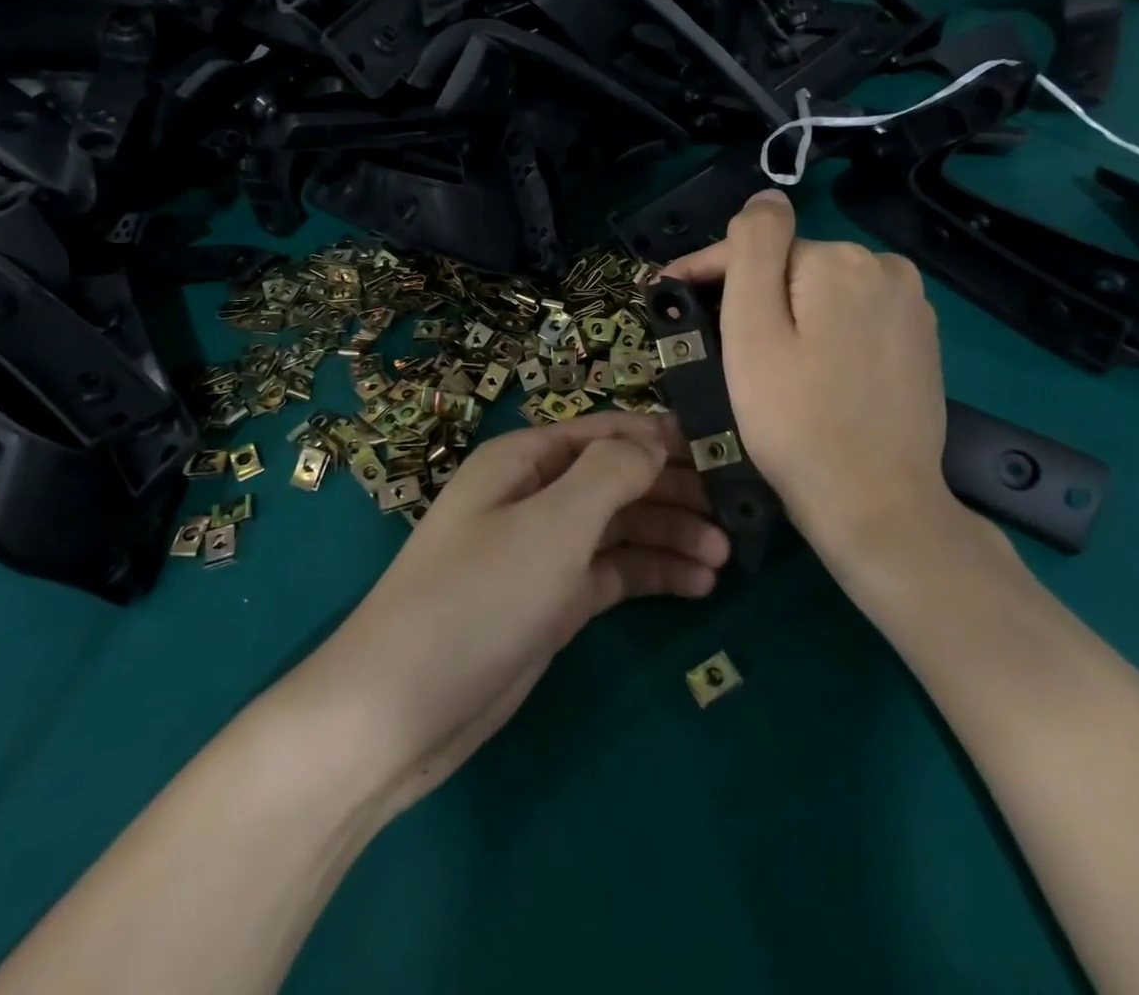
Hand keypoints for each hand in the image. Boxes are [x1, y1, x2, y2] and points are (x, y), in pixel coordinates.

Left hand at [300, 412, 728, 819]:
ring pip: (620, 527)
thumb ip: (610, 472)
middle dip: (673, 491)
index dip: (661, 438)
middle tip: (735, 514)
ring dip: (670, 536)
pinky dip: (651, 574)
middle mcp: (535, 495)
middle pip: (617, 478)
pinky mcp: (552, 600)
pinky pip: (612, 572)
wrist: (402, 708)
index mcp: (525, 460)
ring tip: (724, 558)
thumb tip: (655, 441)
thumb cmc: (479, 596)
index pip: (606, 431)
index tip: (723, 453)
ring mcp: (543, 550)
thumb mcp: (552, 523)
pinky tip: (697, 586)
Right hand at [663, 189, 972, 566]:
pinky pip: (853, 318)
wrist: (876, 505)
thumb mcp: (753, 332)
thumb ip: (752, 250)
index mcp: (840, 260)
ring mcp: (911, 305)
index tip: (665, 296)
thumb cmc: (795, 421)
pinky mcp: (922, 341)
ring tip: (759, 362)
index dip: (705, 271)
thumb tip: (765, 197)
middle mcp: (885, 268)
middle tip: (715, 345)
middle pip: (791, 268)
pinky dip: (823, 333)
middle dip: (751, 296)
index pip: (756, 247)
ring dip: (787, 313)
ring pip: (821, 293)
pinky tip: (810, 370)